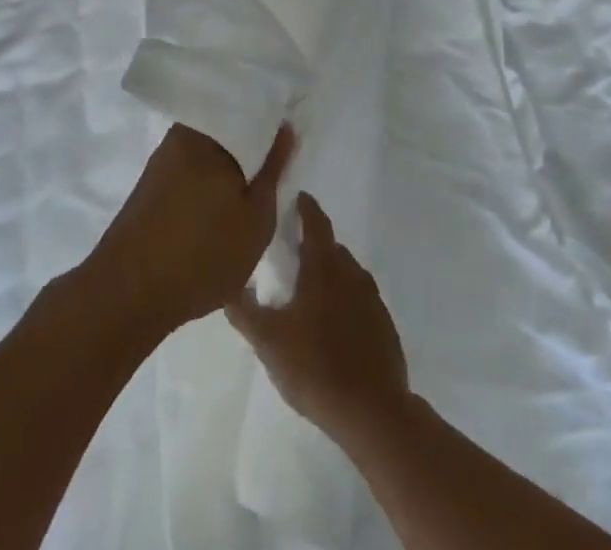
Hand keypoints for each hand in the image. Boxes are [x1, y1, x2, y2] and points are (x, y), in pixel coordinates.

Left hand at [85, 124, 295, 337]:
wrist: (128, 293)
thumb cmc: (203, 254)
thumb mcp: (256, 218)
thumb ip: (273, 170)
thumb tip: (285, 128)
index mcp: (210, 133)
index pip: (250, 110)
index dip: (273, 125)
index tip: (290, 140)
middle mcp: (183, 134)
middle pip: (228, 128)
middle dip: (251, 145)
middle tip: (275, 170)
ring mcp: (163, 157)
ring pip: (208, 149)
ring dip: (229, 165)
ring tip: (251, 192)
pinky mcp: (151, 182)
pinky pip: (190, 167)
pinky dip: (208, 181)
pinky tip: (220, 206)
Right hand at [226, 194, 412, 449]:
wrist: (373, 413)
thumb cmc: (315, 367)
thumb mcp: (268, 341)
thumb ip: (243, 310)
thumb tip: (225, 283)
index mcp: (324, 266)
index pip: (315, 221)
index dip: (305, 207)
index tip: (295, 198)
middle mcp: (351, 273)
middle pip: (331, 247)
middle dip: (312, 244)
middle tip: (290, 253)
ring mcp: (372, 299)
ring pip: (348, 273)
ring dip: (330, 273)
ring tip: (309, 290)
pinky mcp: (384, 326)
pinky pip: (361, 301)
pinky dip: (346, 301)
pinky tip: (333, 325)